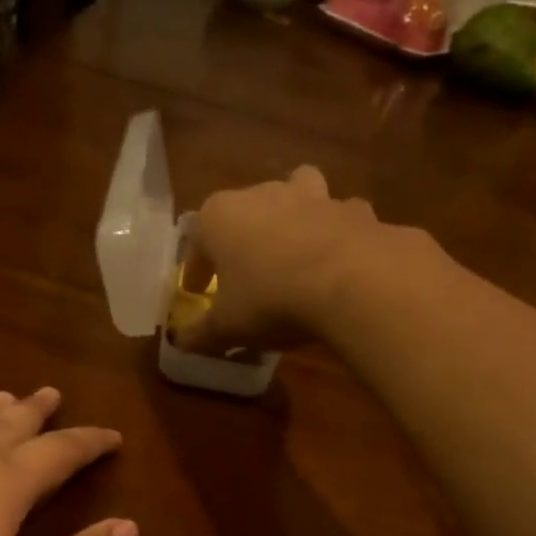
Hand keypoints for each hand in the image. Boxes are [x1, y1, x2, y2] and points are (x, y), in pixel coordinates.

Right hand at [173, 166, 383, 356]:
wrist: (352, 283)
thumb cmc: (271, 300)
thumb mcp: (227, 327)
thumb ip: (201, 334)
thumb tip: (181, 341)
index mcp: (221, 216)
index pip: (197, 239)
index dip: (196, 269)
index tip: (199, 291)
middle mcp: (264, 194)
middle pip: (245, 210)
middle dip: (243, 237)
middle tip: (246, 271)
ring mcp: (314, 196)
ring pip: (297, 194)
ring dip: (294, 215)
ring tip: (295, 248)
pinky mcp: (354, 210)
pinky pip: (340, 219)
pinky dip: (338, 234)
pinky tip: (340, 261)